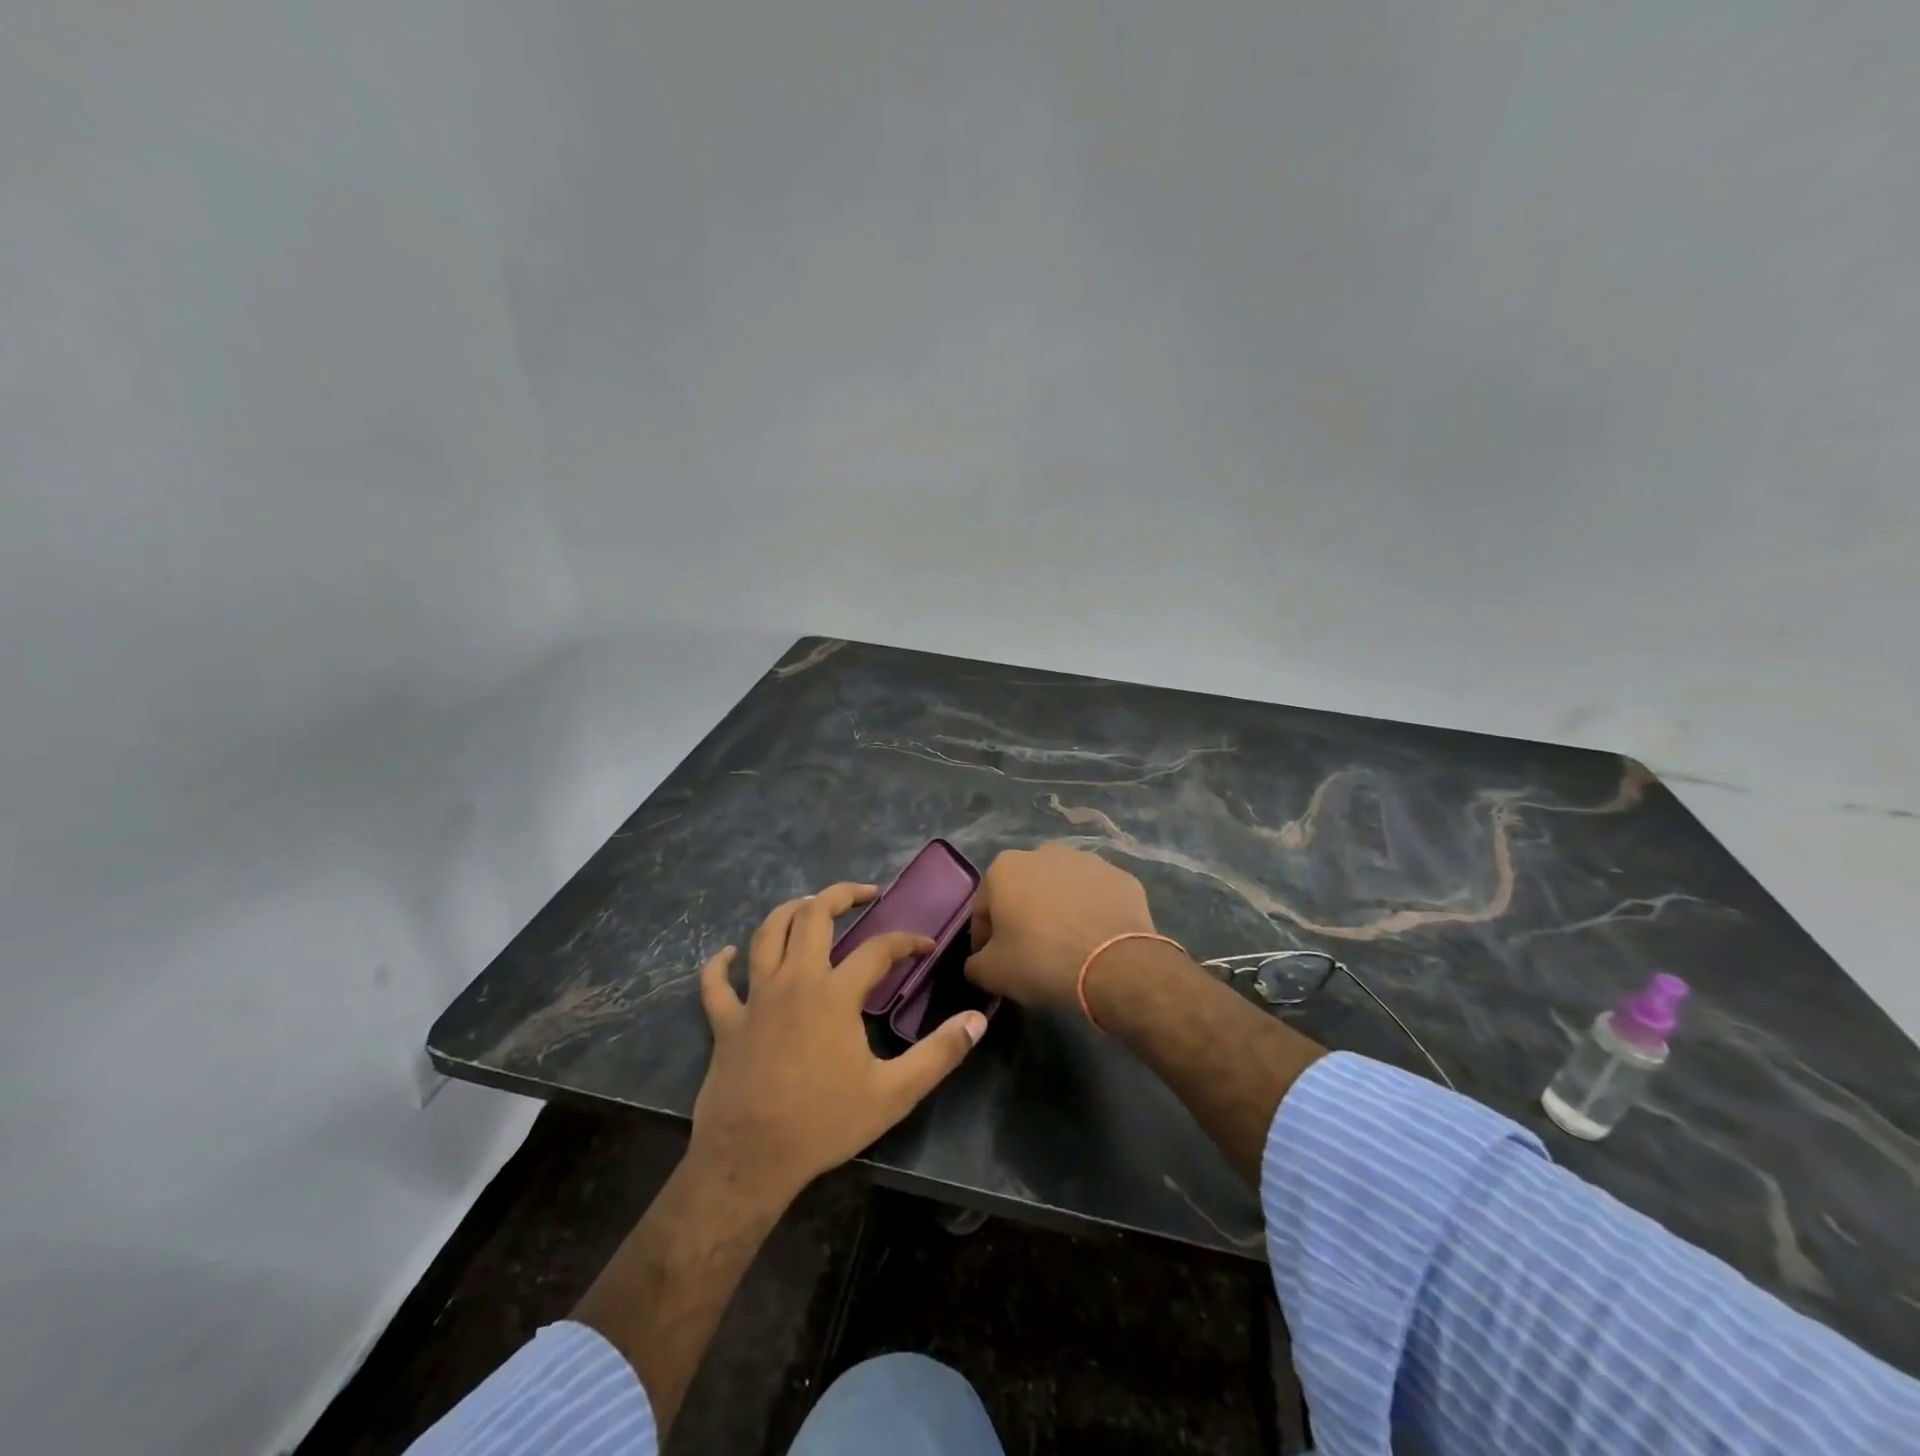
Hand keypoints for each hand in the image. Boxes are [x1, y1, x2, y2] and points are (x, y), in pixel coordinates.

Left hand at [691, 882, 988, 1205]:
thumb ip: (939, 1054)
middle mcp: (794, 981)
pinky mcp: (725, 1022)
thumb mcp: (894, 1093)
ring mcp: (754, 998)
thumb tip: (978, 1020)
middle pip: (813, 915)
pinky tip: (728, 954)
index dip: (907, 941)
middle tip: (865, 895)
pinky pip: (716, 983)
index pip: (878, 949)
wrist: (750, 1161)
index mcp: (834, 994)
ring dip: (789, 911)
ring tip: (810, 905)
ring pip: (766, 934)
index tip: (925, 947)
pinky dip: (720, 963)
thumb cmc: (824, 1124)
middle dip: (841, 895)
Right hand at [965, 844, 1156, 1008]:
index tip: (993, 963)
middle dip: (1024, 917)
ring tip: (1067, 946)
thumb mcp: (992, 973)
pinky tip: (1095, 940)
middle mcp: (1043, 852)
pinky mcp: (1120, 876)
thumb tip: (978, 963)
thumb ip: (975, 964)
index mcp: (1005, 868)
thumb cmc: (1042, 961)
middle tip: (1031, 954)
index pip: (984, 909)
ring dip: (1059, 910)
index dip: (985, 939)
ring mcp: (1087, 860)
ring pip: (1061, 890)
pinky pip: (1096, 896)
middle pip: (1024, 892)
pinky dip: (1092, 913)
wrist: (1116, 964)